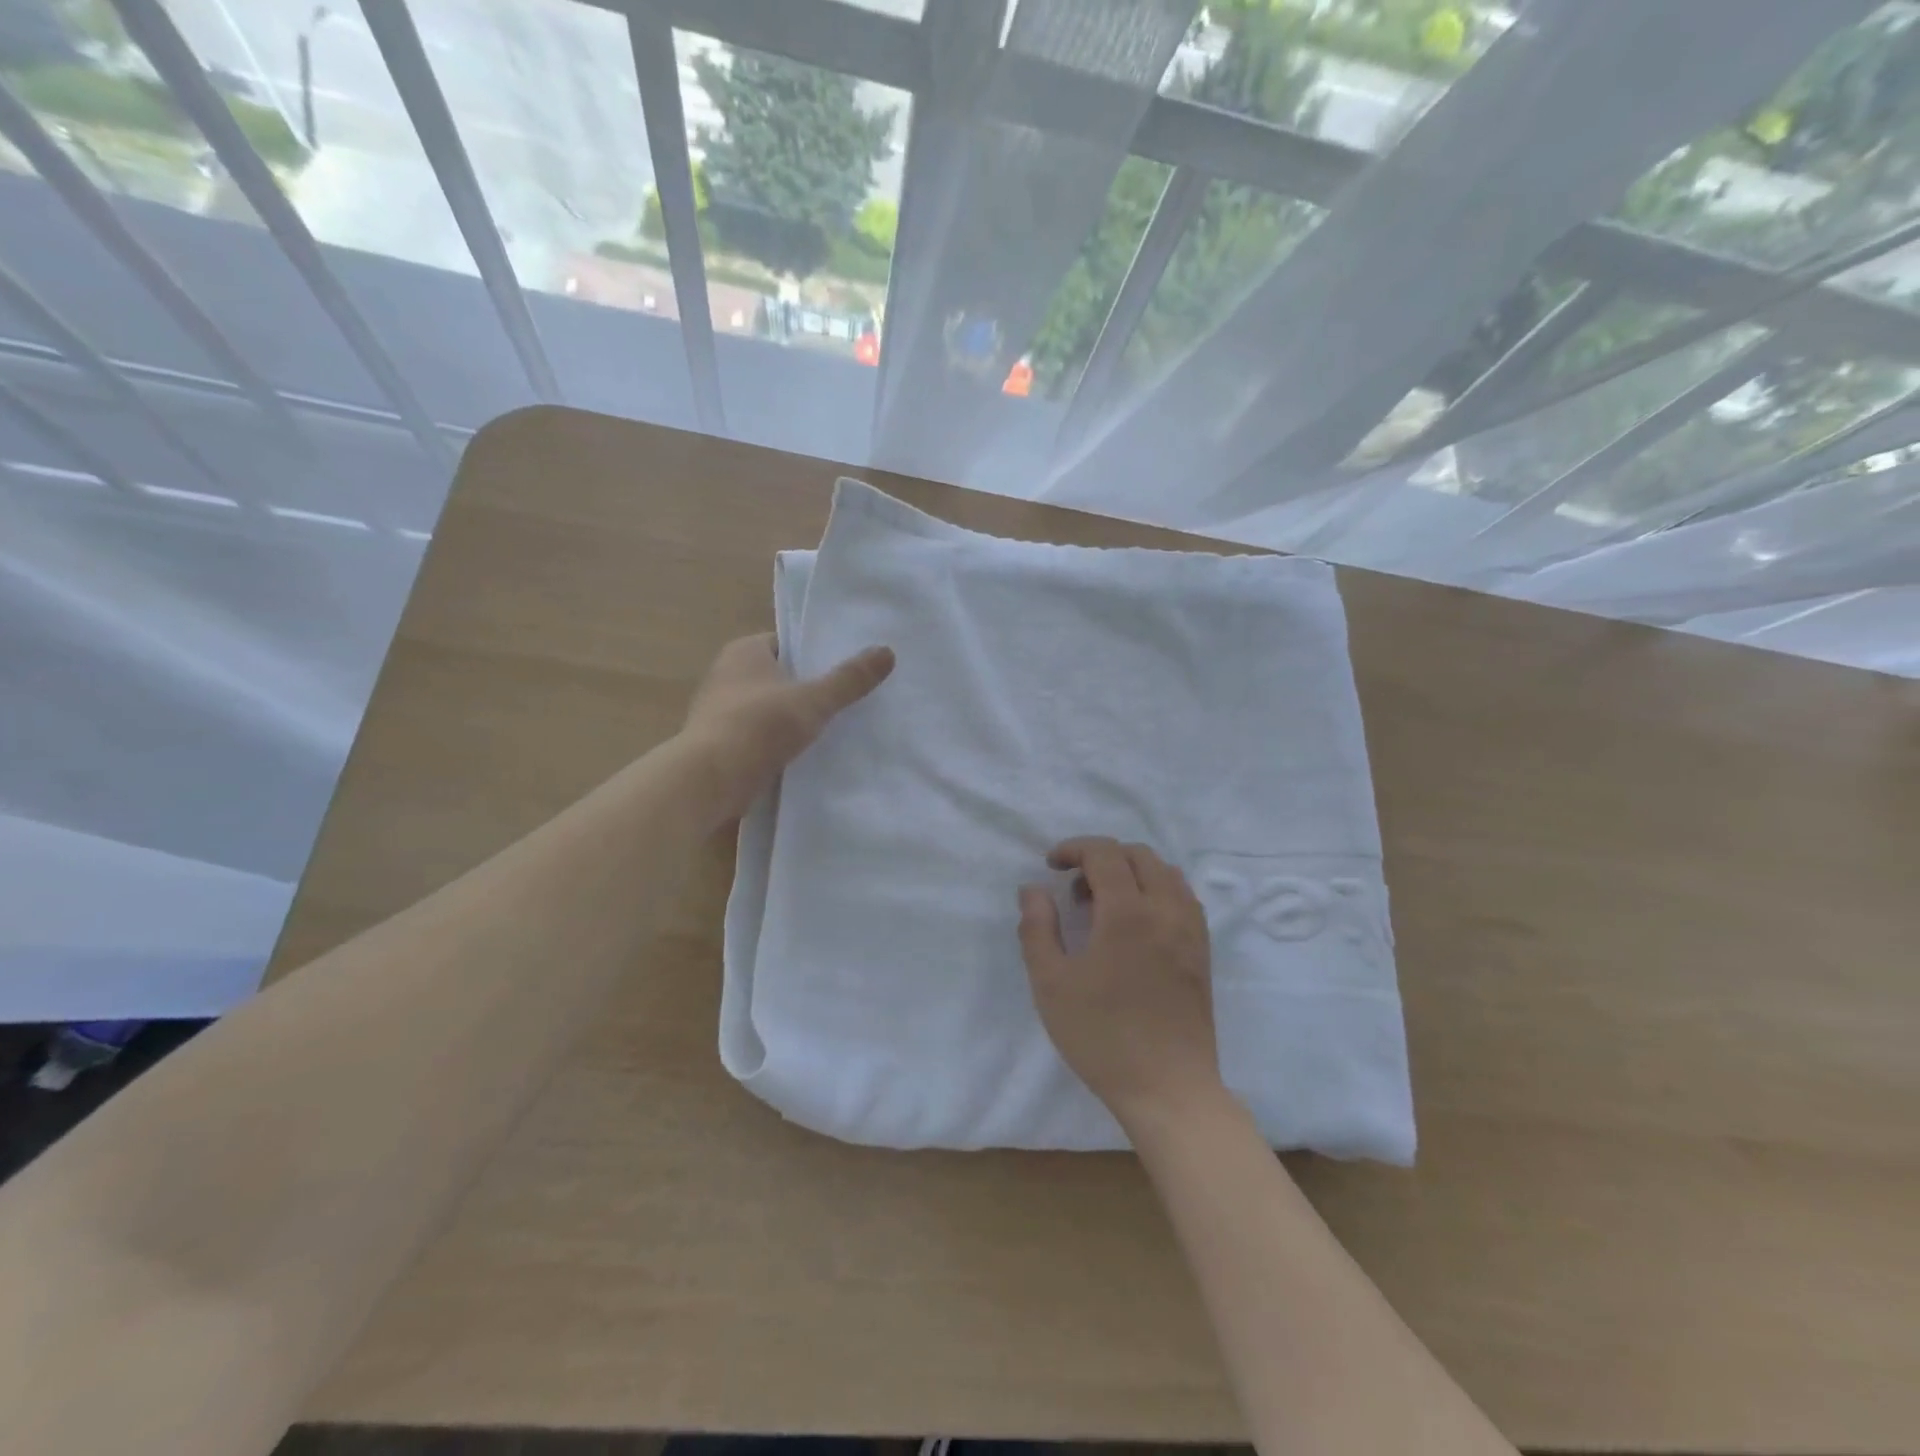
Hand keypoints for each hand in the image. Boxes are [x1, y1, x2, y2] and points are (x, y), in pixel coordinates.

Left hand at [682, 633, 893, 821]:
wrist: (710, 779)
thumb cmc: (760, 726)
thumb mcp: (814, 700)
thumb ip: (850, 679)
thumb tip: (887, 652)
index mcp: (744, 651)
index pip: (787, 643)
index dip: (815, 655)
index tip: (845, 670)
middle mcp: (727, 673)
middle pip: (780, 675)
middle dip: (807, 687)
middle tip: (846, 700)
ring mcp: (720, 710)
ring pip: (769, 707)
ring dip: (792, 717)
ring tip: (831, 728)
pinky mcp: (720, 742)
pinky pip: (758, 734)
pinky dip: (778, 741)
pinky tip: (803, 754)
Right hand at [1018, 837, 1222, 1128]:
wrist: (1168, 1088)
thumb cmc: (1102, 1036)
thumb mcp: (1051, 983)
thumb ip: (1037, 928)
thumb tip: (1033, 889)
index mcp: (1128, 912)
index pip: (1105, 854)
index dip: (1074, 849)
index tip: (1051, 865)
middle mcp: (1166, 910)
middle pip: (1138, 855)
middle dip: (1102, 857)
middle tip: (1075, 887)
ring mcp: (1191, 930)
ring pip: (1166, 873)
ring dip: (1132, 871)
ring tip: (1105, 902)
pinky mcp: (1203, 952)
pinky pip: (1183, 898)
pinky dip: (1157, 890)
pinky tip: (1137, 923)